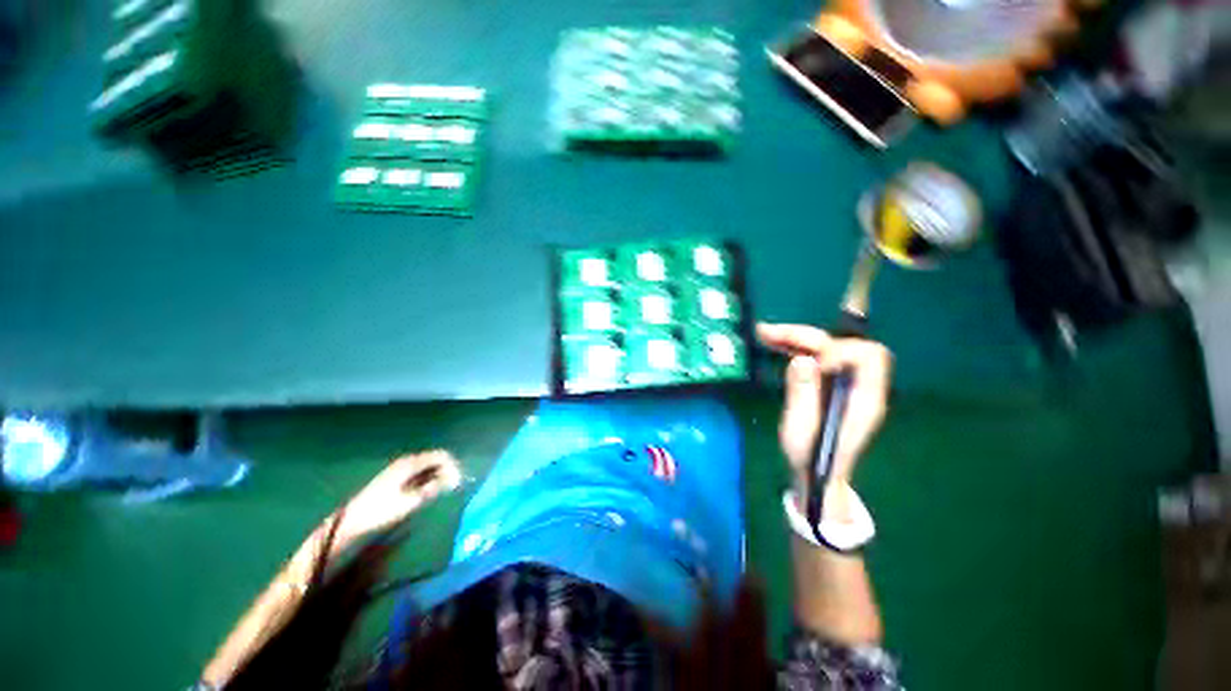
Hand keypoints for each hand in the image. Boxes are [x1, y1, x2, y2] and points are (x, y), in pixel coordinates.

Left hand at [333, 450, 462, 547]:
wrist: (352, 521)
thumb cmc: (382, 511)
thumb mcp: (411, 501)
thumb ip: (434, 488)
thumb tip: (454, 480)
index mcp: (411, 463)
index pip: (441, 455)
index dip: (454, 466)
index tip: (459, 481)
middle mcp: (407, 461)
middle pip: (436, 459)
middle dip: (448, 470)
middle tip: (455, 487)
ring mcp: (401, 468)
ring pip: (429, 466)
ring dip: (439, 475)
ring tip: (445, 491)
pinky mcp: (397, 477)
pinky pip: (421, 472)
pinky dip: (430, 479)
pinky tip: (430, 491)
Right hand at [756, 323, 891, 488]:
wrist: (816, 475)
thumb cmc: (810, 458)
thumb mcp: (801, 430)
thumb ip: (803, 395)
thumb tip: (802, 360)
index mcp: (863, 399)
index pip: (868, 356)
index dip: (838, 351)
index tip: (809, 362)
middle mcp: (858, 385)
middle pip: (842, 344)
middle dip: (806, 336)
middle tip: (769, 333)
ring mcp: (843, 382)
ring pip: (827, 346)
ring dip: (796, 337)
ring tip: (764, 333)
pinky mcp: (827, 382)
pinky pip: (815, 356)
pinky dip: (794, 347)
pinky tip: (772, 343)